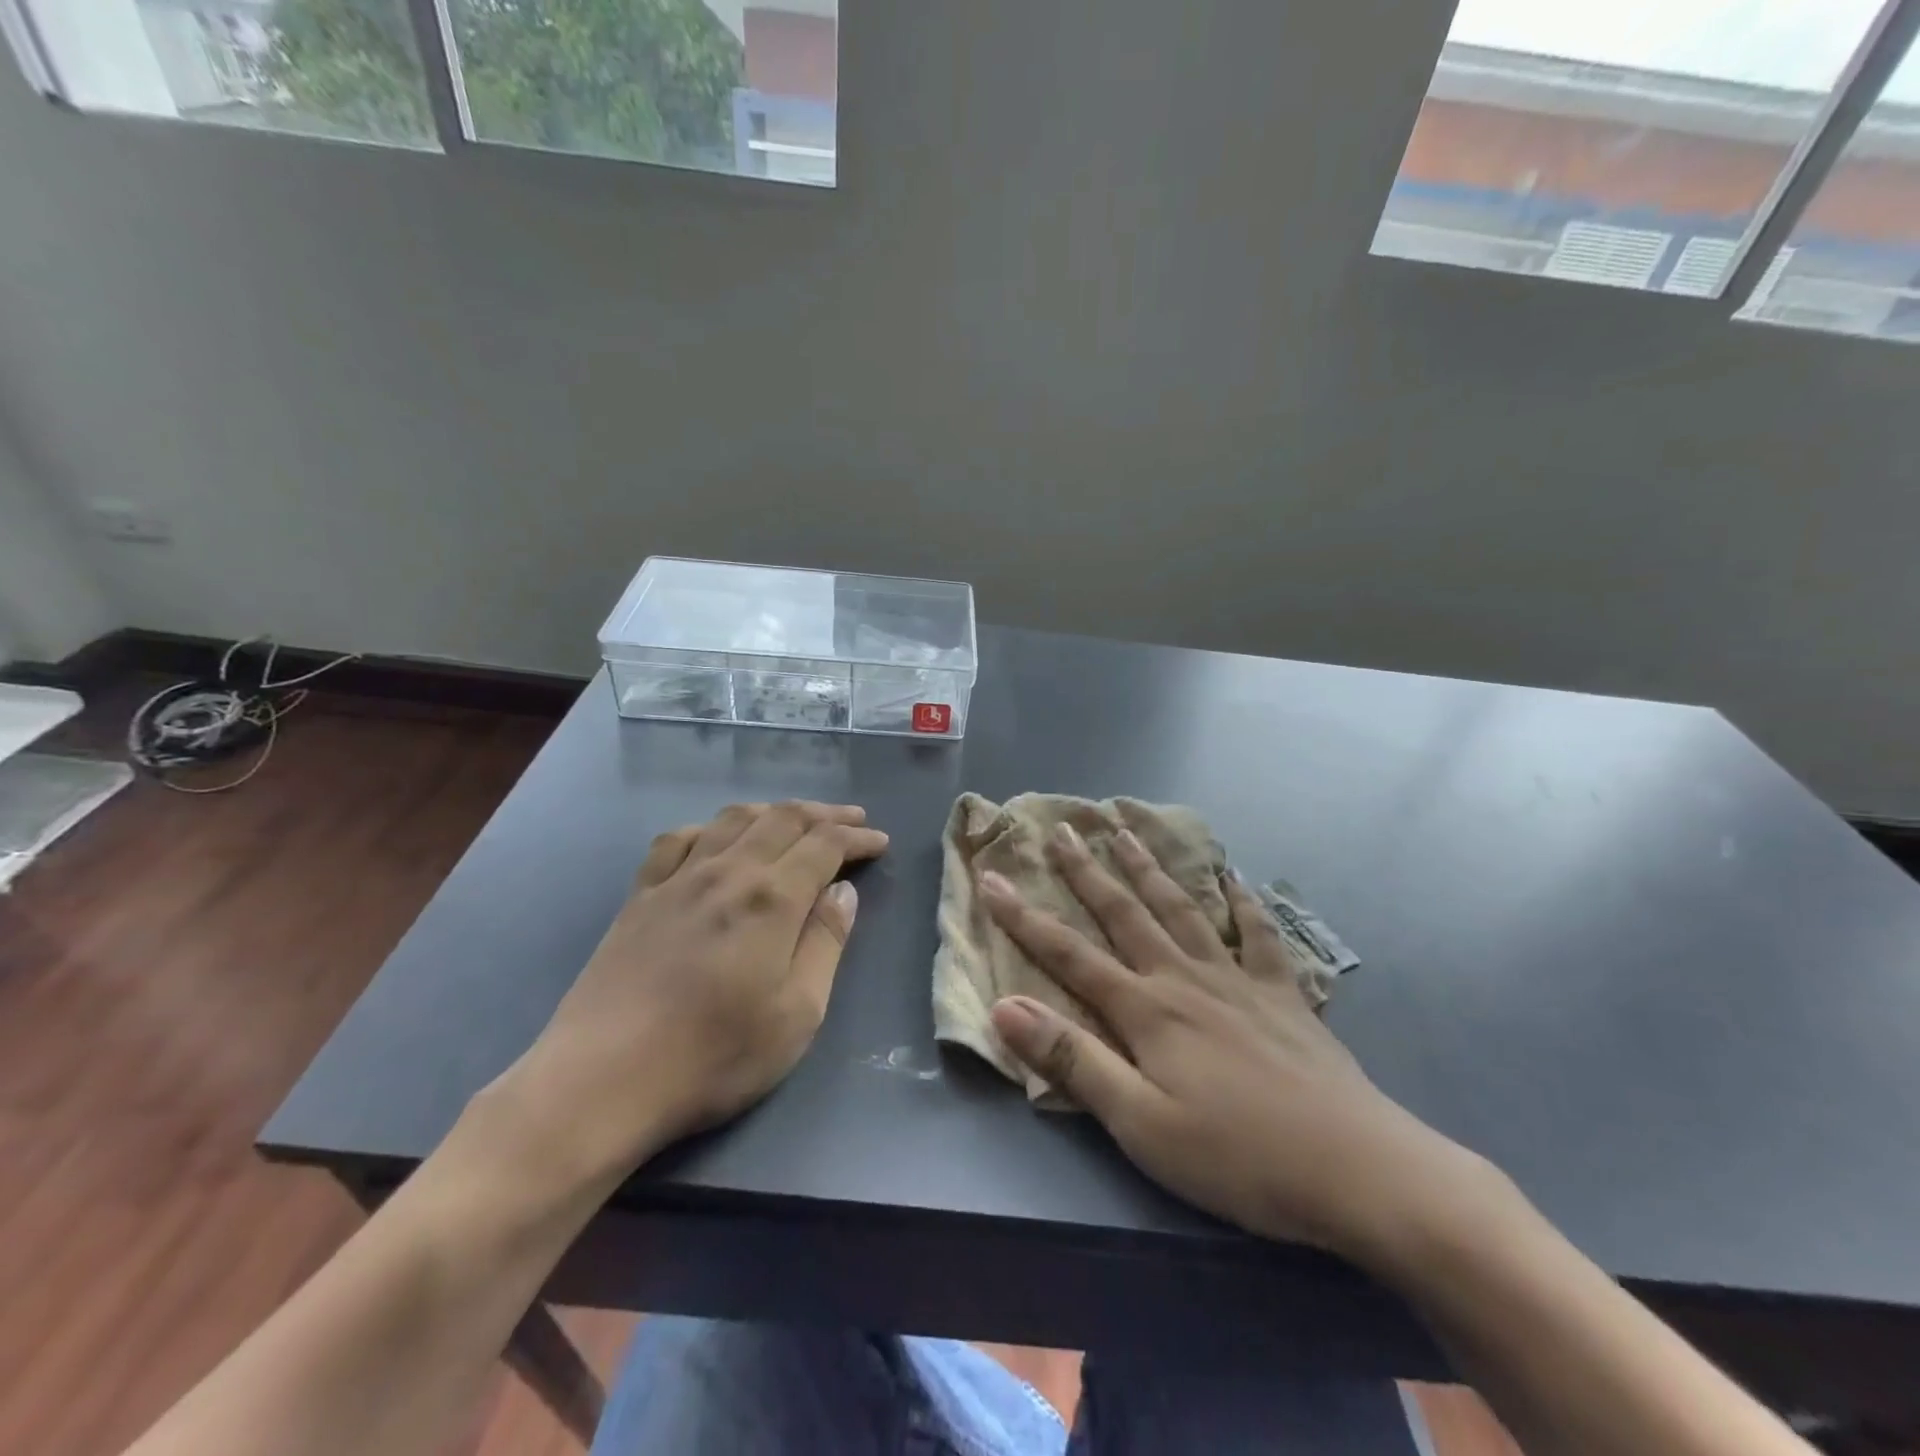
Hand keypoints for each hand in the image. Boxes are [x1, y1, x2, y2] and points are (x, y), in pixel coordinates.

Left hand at [497, 801, 888, 1186]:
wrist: (603, 1080)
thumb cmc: (715, 1056)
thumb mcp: (798, 1013)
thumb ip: (826, 943)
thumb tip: (843, 891)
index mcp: (771, 898)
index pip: (825, 844)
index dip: (857, 837)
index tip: (880, 842)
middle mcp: (728, 871)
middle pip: (784, 818)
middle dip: (825, 814)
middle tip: (852, 819)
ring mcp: (678, 878)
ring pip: (734, 819)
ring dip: (774, 811)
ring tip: (796, 820)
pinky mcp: (641, 895)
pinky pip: (679, 839)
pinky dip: (711, 827)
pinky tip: (718, 839)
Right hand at [978, 824, 1480, 1264]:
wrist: (1359, 1169)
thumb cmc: (1239, 1156)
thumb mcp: (1141, 1124)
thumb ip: (1073, 1061)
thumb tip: (1004, 1007)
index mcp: (1147, 1010)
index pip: (1069, 954)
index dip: (1024, 917)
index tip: (991, 879)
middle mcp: (1185, 979)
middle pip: (1125, 912)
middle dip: (1087, 871)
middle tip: (1063, 829)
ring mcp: (1237, 980)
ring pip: (1182, 908)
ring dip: (1149, 868)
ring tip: (1127, 830)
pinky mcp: (1282, 994)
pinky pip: (1257, 935)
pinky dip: (1243, 902)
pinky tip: (1234, 879)